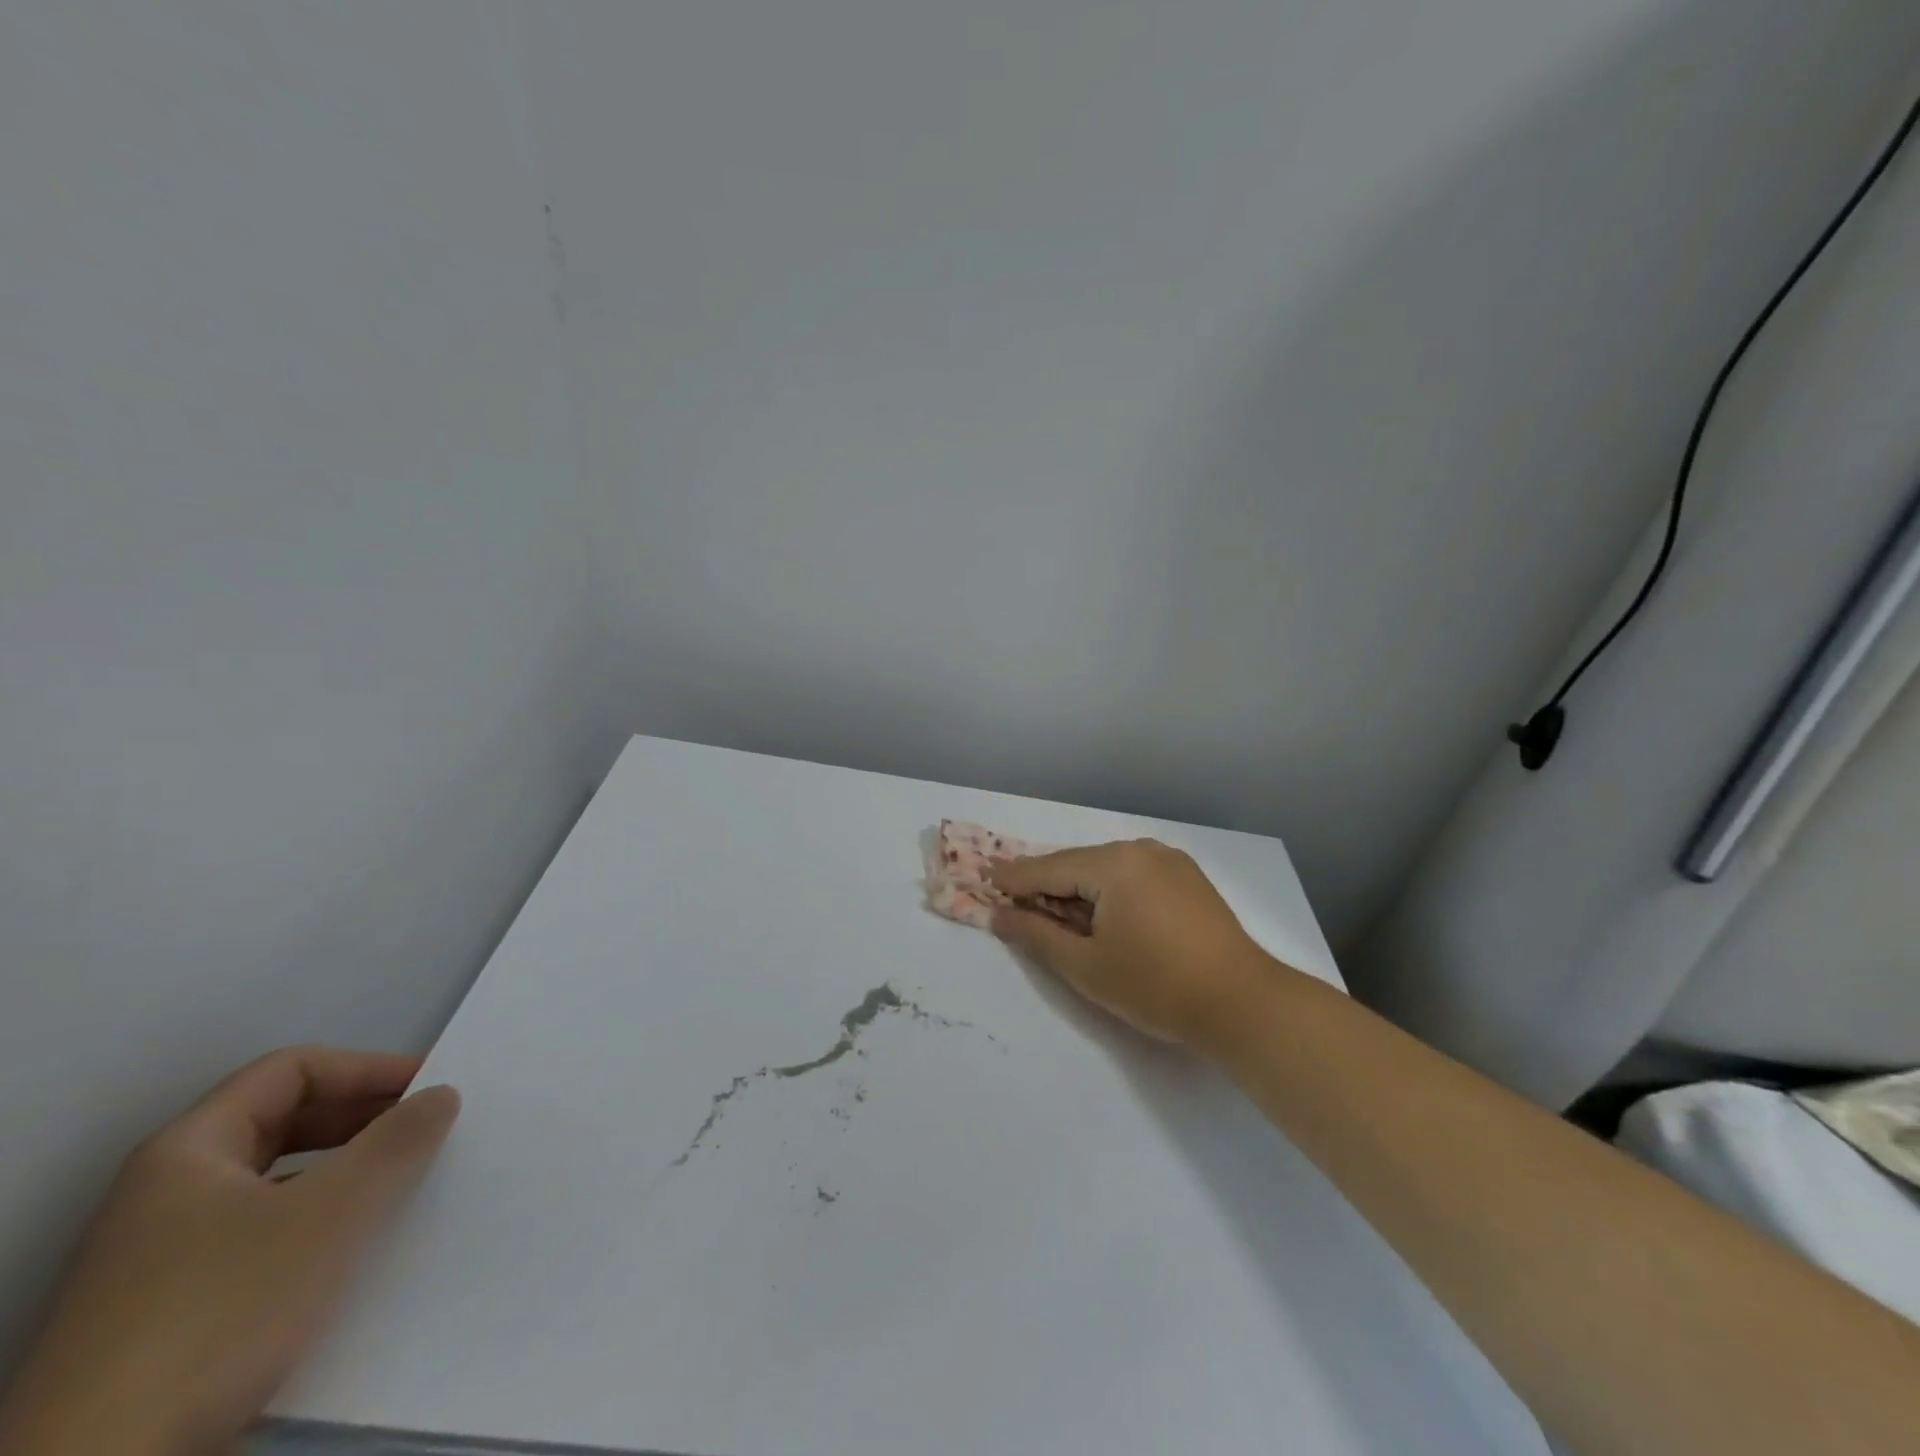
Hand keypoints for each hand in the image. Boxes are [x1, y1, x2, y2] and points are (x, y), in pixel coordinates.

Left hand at [0, 1047, 459, 1455]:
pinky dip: (319, 1227)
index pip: (291, 1070)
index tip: (430, 1088)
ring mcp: (162, 1260)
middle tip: (427, 1130)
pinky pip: (264, 1239)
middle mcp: (167, 1194)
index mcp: (187, 1152)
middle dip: (362, 1120)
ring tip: (406, 1186)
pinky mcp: (171, 1317)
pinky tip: (356, 1253)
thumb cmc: (220, 1312)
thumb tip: (441, 1093)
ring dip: (347, 1174)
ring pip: (277, 1184)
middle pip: (283, 1123)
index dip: (366, 1068)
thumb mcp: (330, 1214)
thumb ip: (396, 1142)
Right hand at [988, 839, 1281, 1044]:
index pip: (1050, 868)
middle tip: (1013, 898)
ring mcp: (1169, 860)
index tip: (984, 880)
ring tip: (1054, 910)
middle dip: (1046, 884)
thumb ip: (1036, 935)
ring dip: (1078, 888)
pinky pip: (1133, 875)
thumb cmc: (1156, 986)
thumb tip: (998, 915)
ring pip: (1106, 869)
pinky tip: (1101, 912)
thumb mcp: (1086, 966)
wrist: (1243, 1003)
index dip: (1015, 879)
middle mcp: (1141, 849)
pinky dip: (1109, 890)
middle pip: (1078, 864)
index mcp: (1114, 864)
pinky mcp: (1188, 877)